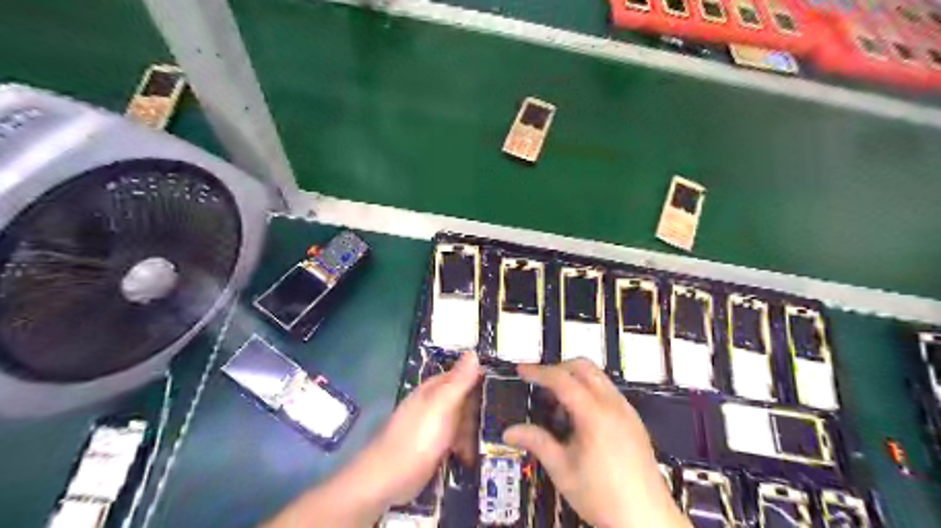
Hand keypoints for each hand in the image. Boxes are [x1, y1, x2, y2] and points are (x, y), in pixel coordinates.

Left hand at [265, 351, 484, 527]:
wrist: (388, 478)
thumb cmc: (418, 437)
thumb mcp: (442, 405)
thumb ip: (459, 381)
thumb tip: (474, 352)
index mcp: (435, 388)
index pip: (463, 374)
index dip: (482, 377)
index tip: (505, 383)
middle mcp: (434, 403)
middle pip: (464, 399)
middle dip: (480, 408)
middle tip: (501, 418)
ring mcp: (434, 426)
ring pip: (462, 420)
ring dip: (474, 429)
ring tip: (491, 439)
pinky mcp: (433, 446)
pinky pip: (455, 439)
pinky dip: (465, 445)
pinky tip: (471, 455)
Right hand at [504, 358, 688, 527]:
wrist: (647, 519)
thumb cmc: (603, 496)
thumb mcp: (563, 470)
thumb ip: (537, 442)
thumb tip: (510, 431)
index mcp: (595, 414)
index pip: (562, 379)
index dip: (539, 372)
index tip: (521, 370)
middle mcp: (614, 405)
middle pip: (583, 367)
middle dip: (558, 369)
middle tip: (540, 385)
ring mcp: (627, 411)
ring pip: (598, 377)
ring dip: (574, 379)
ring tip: (558, 406)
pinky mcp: (634, 420)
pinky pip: (608, 391)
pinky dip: (589, 391)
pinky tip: (579, 418)